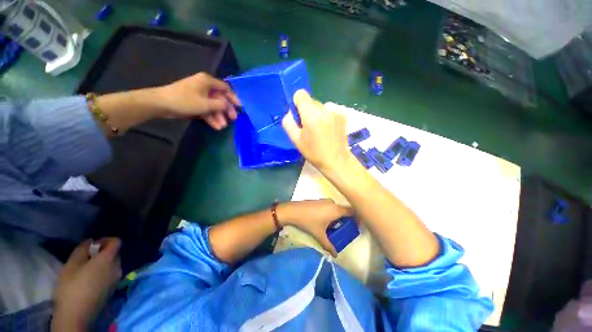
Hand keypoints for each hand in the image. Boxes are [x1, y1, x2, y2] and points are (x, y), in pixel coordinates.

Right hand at [52, 238, 121, 330]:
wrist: (77, 316)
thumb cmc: (71, 288)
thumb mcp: (71, 264)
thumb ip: (82, 249)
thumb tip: (90, 241)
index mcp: (109, 259)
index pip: (117, 242)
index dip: (106, 240)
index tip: (92, 245)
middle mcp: (118, 267)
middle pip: (115, 253)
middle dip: (103, 252)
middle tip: (86, 258)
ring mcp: (117, 279)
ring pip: (113, 264)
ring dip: (103, 263)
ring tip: (85, 270)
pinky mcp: (113, 290)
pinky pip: (111, 275)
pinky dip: (103, 273)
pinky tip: (89, 281)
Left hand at [158, 72, 240, 129]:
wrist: (161, 104)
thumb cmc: (185, 101)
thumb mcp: (206, 104)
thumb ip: (220, 105)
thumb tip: (228, 106)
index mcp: (208, 81)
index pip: (226, 88)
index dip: (233, 98)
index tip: (239, 108)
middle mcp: (205, 86)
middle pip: (220, 99)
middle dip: (226, 110)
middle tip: (232, 119)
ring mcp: (199, 95)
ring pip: (213, 106)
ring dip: (218, 116)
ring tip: (222, 127)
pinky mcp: (194, 103)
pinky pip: (206, 109)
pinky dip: (211, 117)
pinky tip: (215, 126)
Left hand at [277, 199, 353, 256]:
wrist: (294, 211)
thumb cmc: (309, 222)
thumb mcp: (319, 235)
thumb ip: (329, 245)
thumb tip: (335, 255)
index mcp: (336, 210)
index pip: (352, 211)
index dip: (357, 218)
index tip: (357, 226)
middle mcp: (332, 203)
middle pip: (344, 210)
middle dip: (347, 219)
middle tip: (345, 229)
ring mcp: (325, 201)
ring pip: (336, 208)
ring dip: (338, 216)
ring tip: (335, 227)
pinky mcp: (319, 201)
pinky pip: (330, 206)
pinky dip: (332, 213)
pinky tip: (326, 221)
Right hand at [282, 90, 350, 171]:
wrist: (336, 160)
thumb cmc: (314, 152)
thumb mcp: (296, 140)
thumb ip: (288, 122)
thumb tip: (290, 112)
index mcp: (311, 114)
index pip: (300, 94)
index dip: (297, 103)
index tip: (299, 116)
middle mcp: (325, 108)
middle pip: (310, 101)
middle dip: (307, 111)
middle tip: (309, 128)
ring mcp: (335, 111)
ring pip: (320, 106)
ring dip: (317, 115)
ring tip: (320, 131)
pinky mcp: (343, 114)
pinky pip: (329, 111)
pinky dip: (326, 117)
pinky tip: (328, 130)